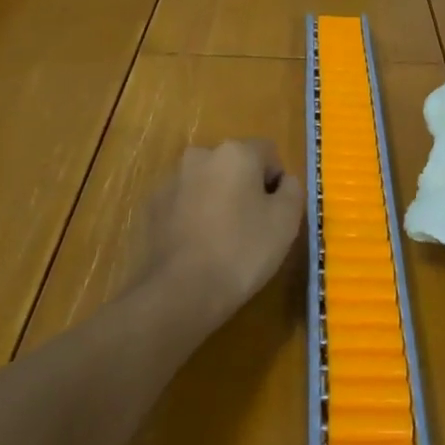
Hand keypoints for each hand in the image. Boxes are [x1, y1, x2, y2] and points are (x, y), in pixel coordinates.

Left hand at [135, 139, 304, 328]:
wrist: (179, 293)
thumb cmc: (241, 251)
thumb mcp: (286, 221)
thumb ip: (293, 189)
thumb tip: (284, 181)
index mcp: (236, 152)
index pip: (268, 153)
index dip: (276, 182)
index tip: (274, 214)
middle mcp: (201, 155)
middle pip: (234, 164)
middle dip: (244, 187)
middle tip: (250, 227)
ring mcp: (172, 180)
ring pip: (206, 182)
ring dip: (217, 199)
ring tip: (221, 240)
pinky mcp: (151, 206)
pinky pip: (183, 202)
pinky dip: (192, 215)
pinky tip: (196, 247)